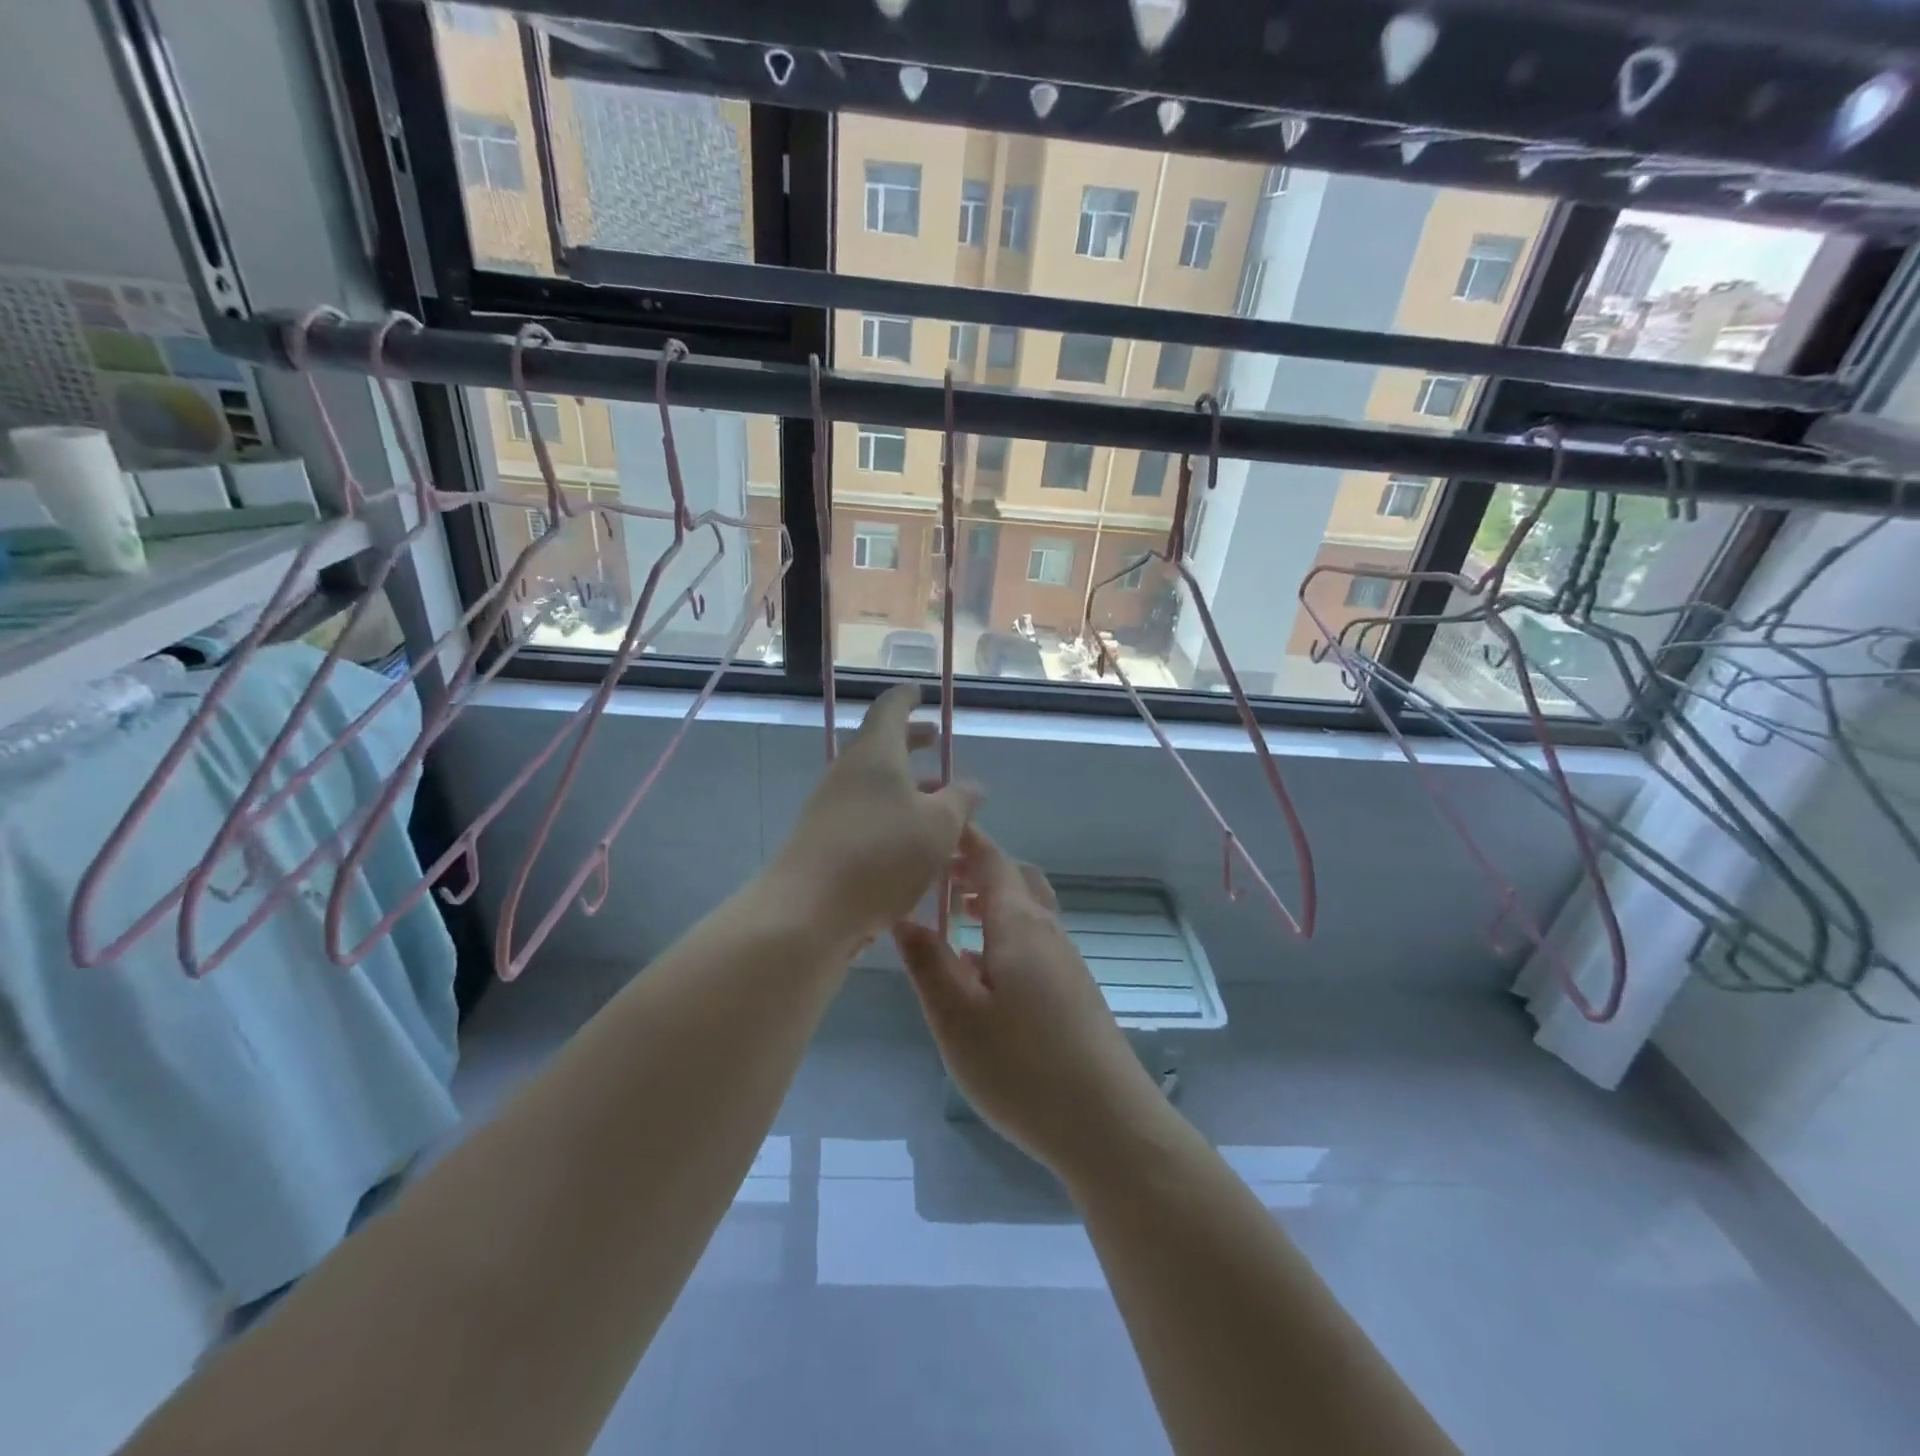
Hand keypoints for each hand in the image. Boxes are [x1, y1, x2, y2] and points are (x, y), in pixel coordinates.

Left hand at [765, 683, 979, 944]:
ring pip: (874, 785)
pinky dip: (892, 817)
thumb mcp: (938, 826)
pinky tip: (913, 846)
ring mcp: (831, 807)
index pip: (890, 708)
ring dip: (906, 787)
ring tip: (938, 804)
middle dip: (911, 743)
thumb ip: (960, 801)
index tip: (921, 693)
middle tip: (937, 743)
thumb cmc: (881, 854)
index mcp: (876, 753)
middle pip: (881, 746)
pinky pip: (865, 816)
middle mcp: (848, 772)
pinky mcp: (824, 841)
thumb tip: (972, 785)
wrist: (808, 911)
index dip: (908, 698)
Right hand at [892, 827, 1163, 1176]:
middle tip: (937, 876)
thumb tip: (903, 915)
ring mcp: (1067, 961)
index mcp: (1019, 925)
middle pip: (1015, 878)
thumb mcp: (956, 1018)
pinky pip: (1035, 940)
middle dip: (977, 867)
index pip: (991, 860)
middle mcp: (1048, 932)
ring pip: (1027, 910)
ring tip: (954, 918)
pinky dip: (1006, 932)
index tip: (935, 825)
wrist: (1108, 1125)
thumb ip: (928, 962)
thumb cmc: (1022, 1068)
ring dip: (992, 901)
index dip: (964, 839)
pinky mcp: (1075, 991)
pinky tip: (983, 971)